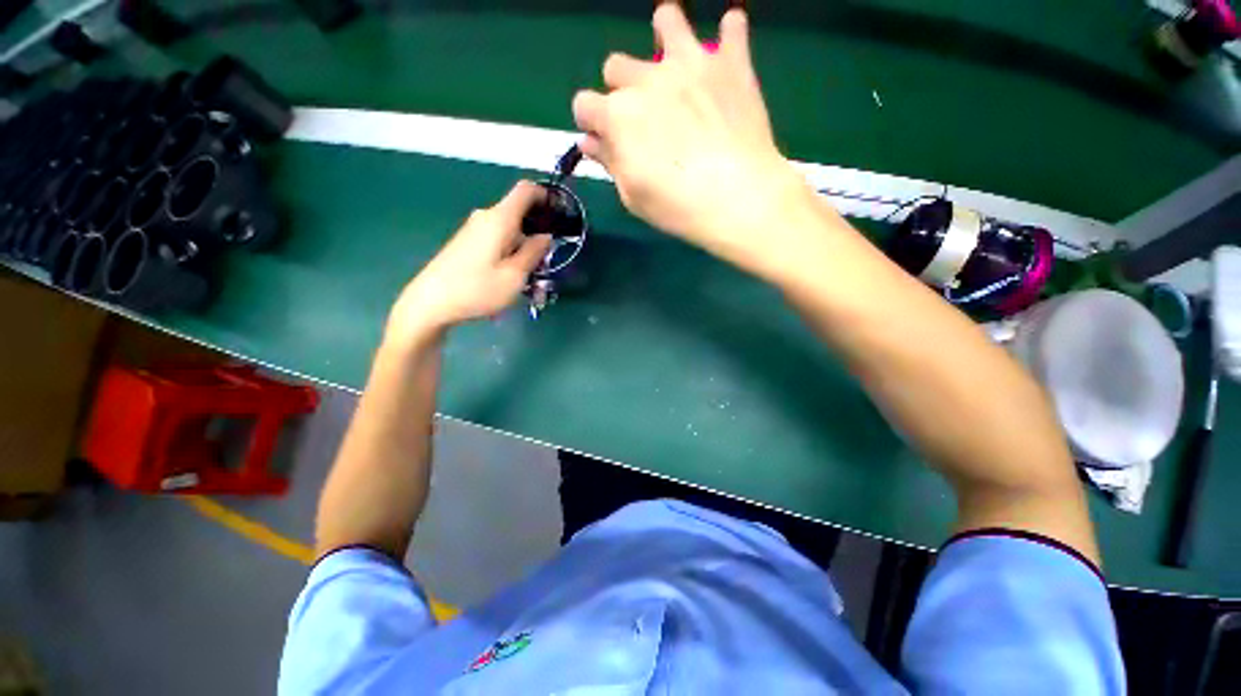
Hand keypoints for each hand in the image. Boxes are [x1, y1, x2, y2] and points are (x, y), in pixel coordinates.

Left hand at [388, 181, 551, 341]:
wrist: (430, 303)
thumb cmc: (477, 289)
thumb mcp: (515, 275)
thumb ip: (534, 252)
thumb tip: (546, 236)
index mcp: (499, 219)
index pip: (526, 190)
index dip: (545, 196)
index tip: (559, 215)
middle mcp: (485, 217)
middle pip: (519, 212)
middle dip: (538, 231)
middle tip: (547, 259)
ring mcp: (474, 229)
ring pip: (509, 228)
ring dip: (524, 245)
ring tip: (530, 274)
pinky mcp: (466, 242)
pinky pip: (497, 237)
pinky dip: (510, 250)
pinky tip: (510, 274)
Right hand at [572, 5, 808, 264]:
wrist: (738, 199)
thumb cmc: (678, 207)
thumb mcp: (633, 196)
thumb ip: (610, 163)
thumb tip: (591, 142)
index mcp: (618, 115)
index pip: (584, 104)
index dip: (591, 123)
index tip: (604, 140)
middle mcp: (647, 79)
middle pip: (616, 66)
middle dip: (621, 90)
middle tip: (643, 116)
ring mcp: (691, 63)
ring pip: (667, 20)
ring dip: (665, 38)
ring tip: (677, 64)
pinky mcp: (731, 63)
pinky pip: (732, 27)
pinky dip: (729, 37)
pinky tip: (727, 54)